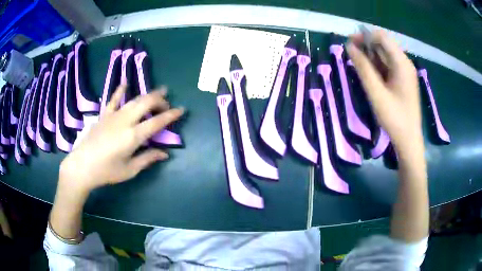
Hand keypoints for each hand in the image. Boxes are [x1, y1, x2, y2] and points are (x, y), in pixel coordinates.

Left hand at [59, 85, 183, 194]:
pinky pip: (113, 99)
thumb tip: (165, 154)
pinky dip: (120, 91)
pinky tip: (125, 83)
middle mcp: (125, 121)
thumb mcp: (129, 170)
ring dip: (147, 95)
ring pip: (134, 100)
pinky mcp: (104, 115)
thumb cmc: (106, 171)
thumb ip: (147, 159)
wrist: (82, 166)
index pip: (157, 122)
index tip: (181, 109)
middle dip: (160, 100)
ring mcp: (113, 116)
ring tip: (157, 92)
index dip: (171, 115)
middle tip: (167, 103)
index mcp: (133, 136)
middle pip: (146, 103)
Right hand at [347, 30, 421, 151]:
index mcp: (402, 63)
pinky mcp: (403, 80)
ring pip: (385, 55)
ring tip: (357, 63)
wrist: (408, 140)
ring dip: (370, 55)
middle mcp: (405, 63)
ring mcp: (405, 72)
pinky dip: (377, 65)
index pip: (382, 37)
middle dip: (366, 45)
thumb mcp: (376, 93)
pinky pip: (388, 65)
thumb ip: (363, 68)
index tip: (350, 43)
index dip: (365, 36)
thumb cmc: (394, 118)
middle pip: (384, 44)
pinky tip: (368, 73)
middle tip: (350, 54)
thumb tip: (349, 46)